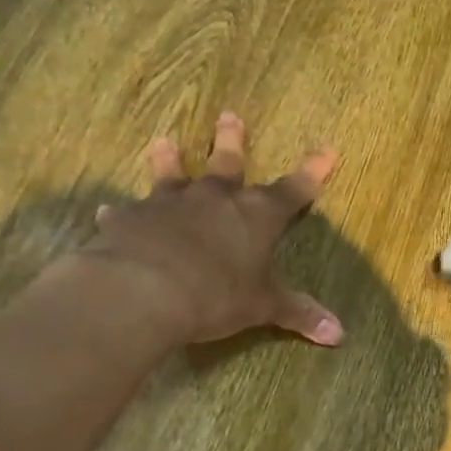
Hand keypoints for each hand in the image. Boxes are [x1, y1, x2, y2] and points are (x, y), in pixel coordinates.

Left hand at [80, 113, 342, 346]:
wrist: (144, 291)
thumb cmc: (217, 296)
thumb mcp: (263, 307)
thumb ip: (298, 313)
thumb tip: (339, 334)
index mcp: (257, 215)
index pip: (294, 190)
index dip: (313, 171)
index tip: (327, 149)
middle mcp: (215, 199)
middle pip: (228, 162)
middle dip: (232, 141)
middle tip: (229, 116)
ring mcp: (170, 203)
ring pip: (172, 174)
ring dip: (169, 159)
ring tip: (164, 141)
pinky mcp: (132, 218)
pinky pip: (128, 212)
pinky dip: (125, 214)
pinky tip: (111, 213)